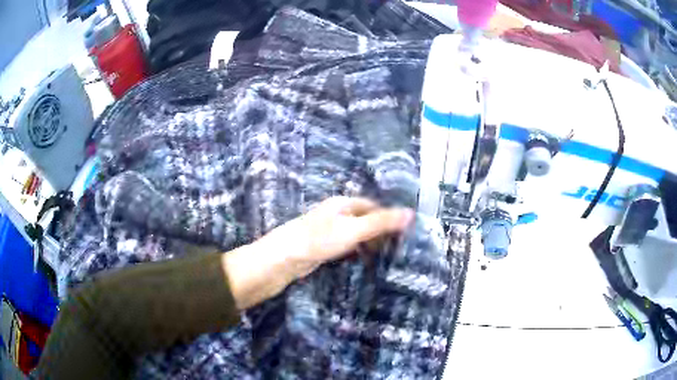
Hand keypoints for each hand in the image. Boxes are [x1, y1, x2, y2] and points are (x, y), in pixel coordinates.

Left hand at [223, 197, 413, 309]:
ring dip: (370, 243)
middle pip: (366, 219)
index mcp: (343, 204)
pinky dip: (358, 252)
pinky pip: (347, 246)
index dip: (389, 217)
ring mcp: (329, 231)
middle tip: (398, 248)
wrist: (283, 259)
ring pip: (357, 234)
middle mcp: (337, 214)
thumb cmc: (318, 240)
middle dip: (381, 231)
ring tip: (386, 257)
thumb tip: (411, 213)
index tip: (405, 232)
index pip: (374, 206)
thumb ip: (381, 223)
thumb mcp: (353, 230)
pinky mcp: (324, 246)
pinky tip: (365, 262)